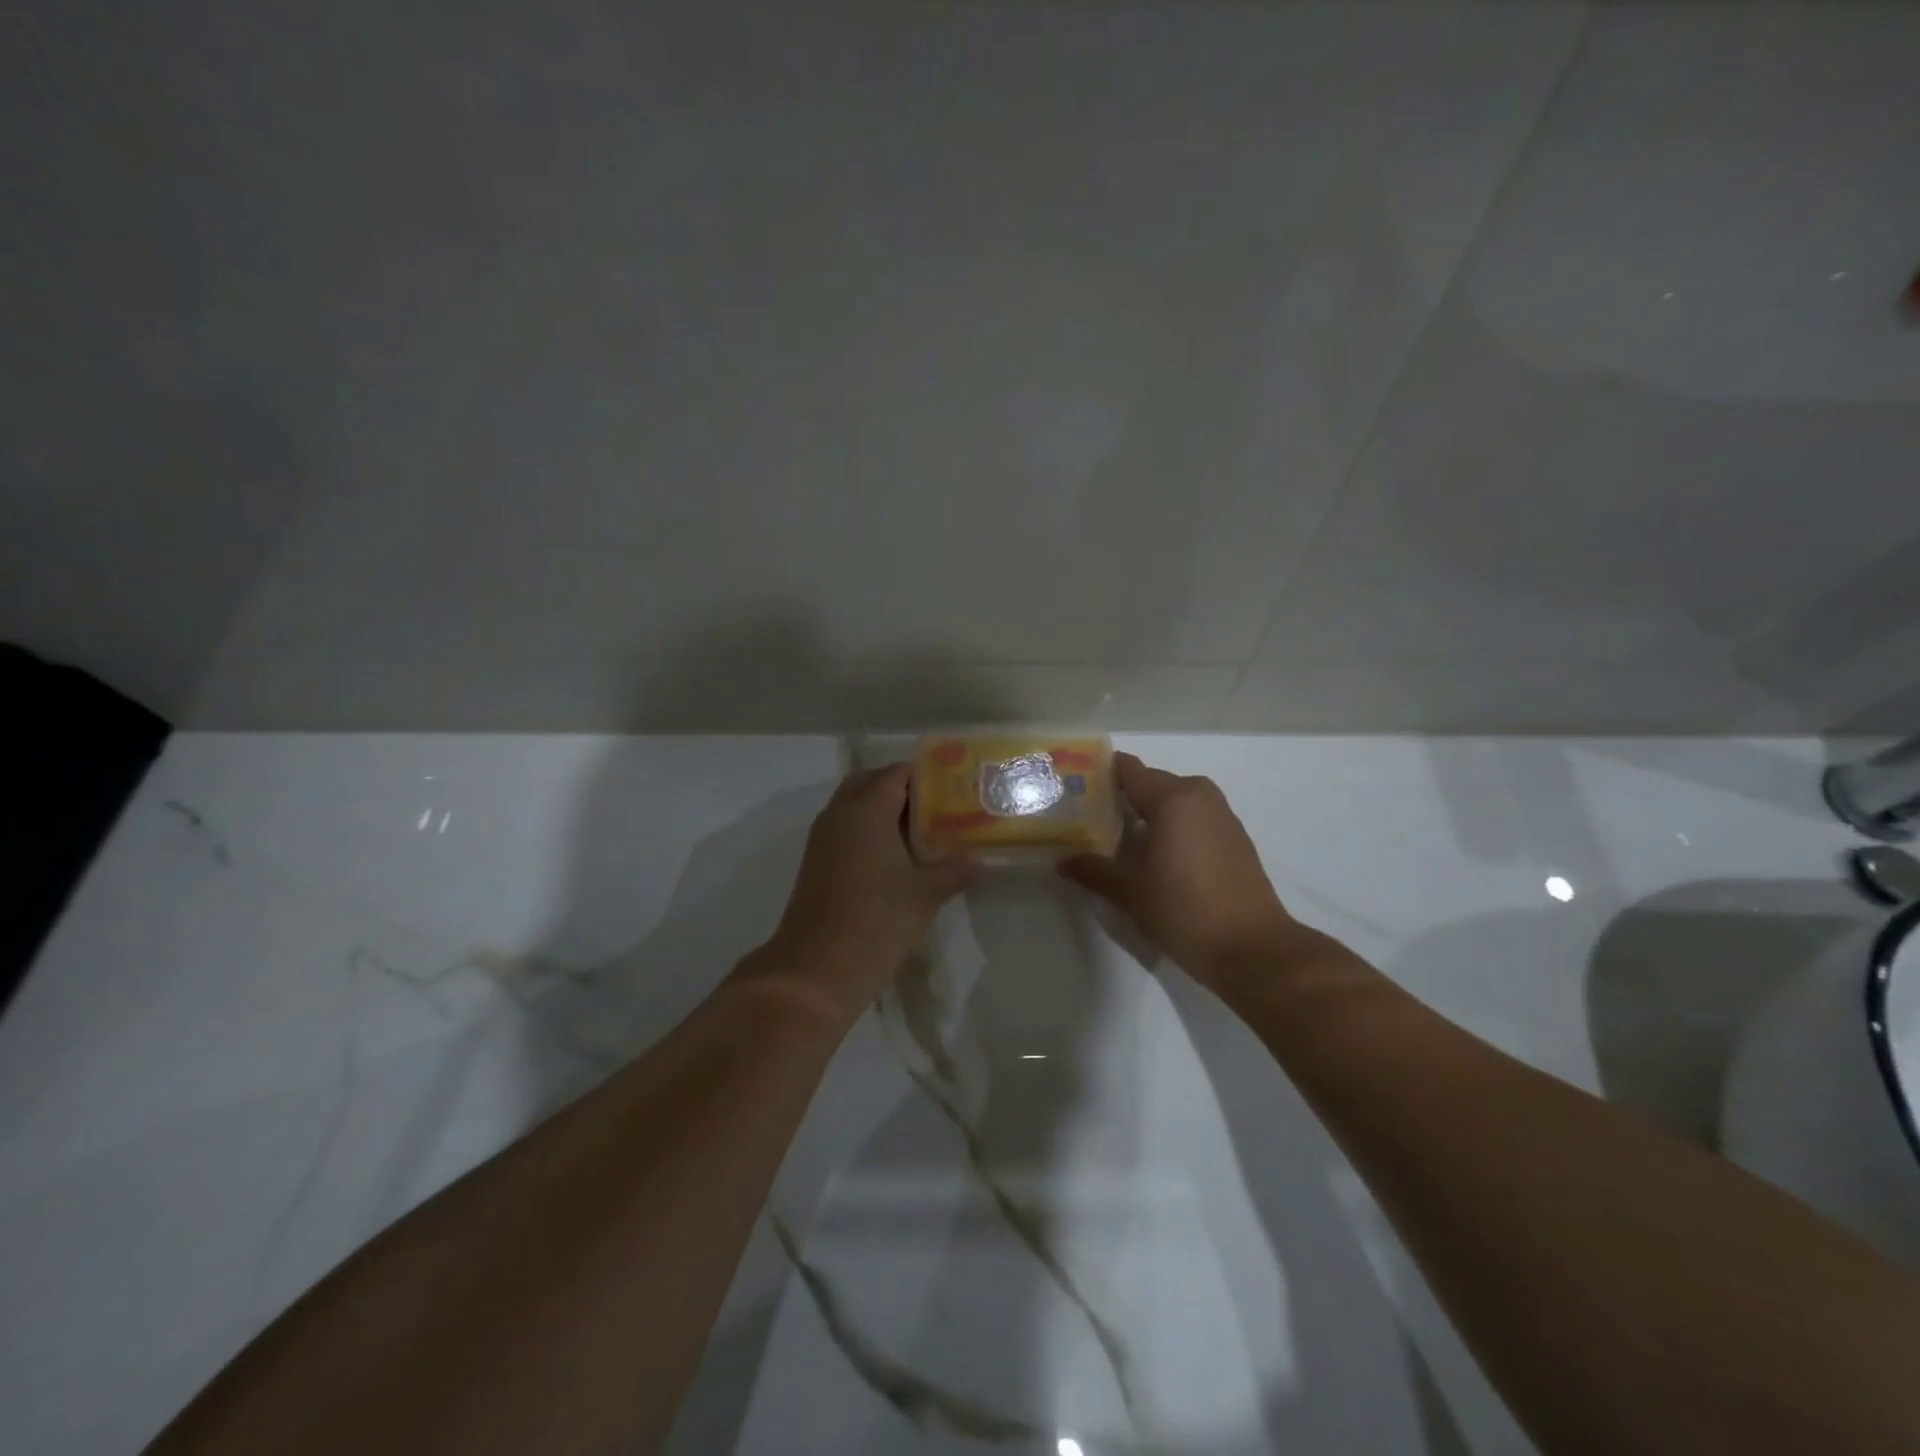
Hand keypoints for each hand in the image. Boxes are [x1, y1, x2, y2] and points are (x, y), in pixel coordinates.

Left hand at [754, 763, 973, 1024]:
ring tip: (921, 832)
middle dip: (900, 788)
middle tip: (935, 806)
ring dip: (882, 811)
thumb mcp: (925, 894)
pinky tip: (895, 858)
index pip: (896, 774)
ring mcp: (823, 840)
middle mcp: (840, 814)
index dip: (924, 775)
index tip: (953, 785)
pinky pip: (845, 831)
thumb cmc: (877, 920)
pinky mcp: (816, 864)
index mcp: (866, 809)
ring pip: (853, 808)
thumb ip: (954, 870)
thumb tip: (980, 860)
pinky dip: (868, 832)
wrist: (816, 969)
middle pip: (869, 783)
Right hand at [1059, 752, 1299, 987]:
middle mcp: (1199, 796)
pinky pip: (1195, 818)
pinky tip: (1158, 855)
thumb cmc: (1183, 910)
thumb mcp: (1129, 892)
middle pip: (1151, 783)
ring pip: (1175, 801)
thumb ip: (1093, 870)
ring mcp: (1222, 815)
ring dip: (1150, 813)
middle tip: (1091, 817)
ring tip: (1121, 838)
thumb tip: (1063, 862)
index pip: (1128, 769)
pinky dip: (1174, 826)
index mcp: (1171, 798)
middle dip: (1123, 796)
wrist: (1251, 948)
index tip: (1076, 785)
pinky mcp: (1236, 837)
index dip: (1100, 772)